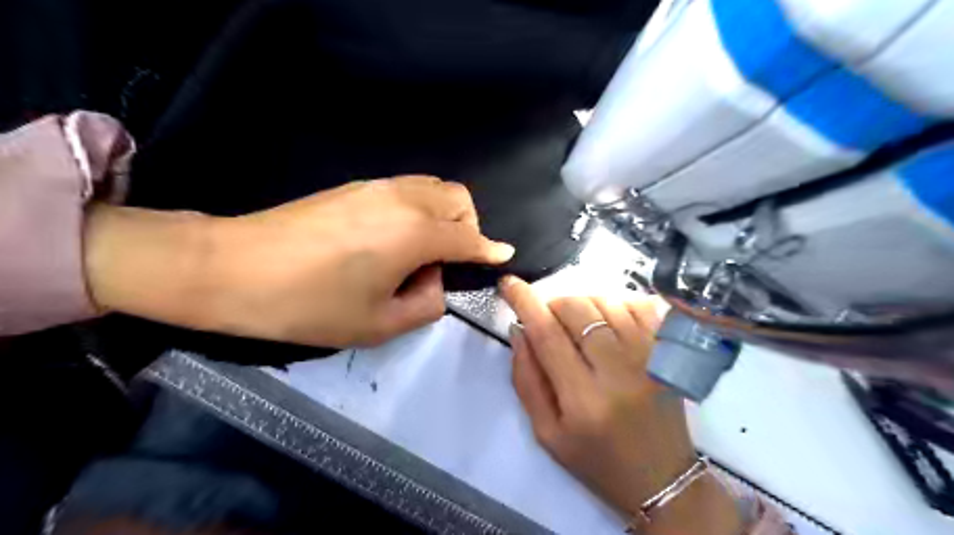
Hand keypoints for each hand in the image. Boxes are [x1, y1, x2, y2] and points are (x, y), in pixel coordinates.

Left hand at [85, 175, 514, 345]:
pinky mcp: (355, 186)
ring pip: (433, 187)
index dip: (489, 250)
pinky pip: (407, 188)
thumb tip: (435, 281)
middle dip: (468, 228)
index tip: (502, 257)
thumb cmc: (309, 305)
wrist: (232, 268)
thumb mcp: (377, 325)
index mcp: (415, 233)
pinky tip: (395, 238)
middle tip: (449, 261)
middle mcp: (403, 199)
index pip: (469, 237)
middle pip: (458, 199)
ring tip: (422, 251)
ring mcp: (377, 186)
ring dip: (444, 214)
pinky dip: (419, 208)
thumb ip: (426, 305)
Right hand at [502, 276, 740, 534]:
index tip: (508, 284)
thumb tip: (519, 330)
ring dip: (581, 304)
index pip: (547, 334)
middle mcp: (618, 371)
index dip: (524, 302)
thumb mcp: (547, 433)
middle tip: (548, 319)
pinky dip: (614, 303)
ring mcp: (649, 357)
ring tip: (577, 325)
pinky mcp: (667, 352)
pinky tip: (607, 322)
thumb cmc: (596, 460)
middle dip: (552, 303)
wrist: (661, 479)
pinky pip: (637, 304)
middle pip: (577, 309)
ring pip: (605, 301)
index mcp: (583, 398)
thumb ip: (526, 380)